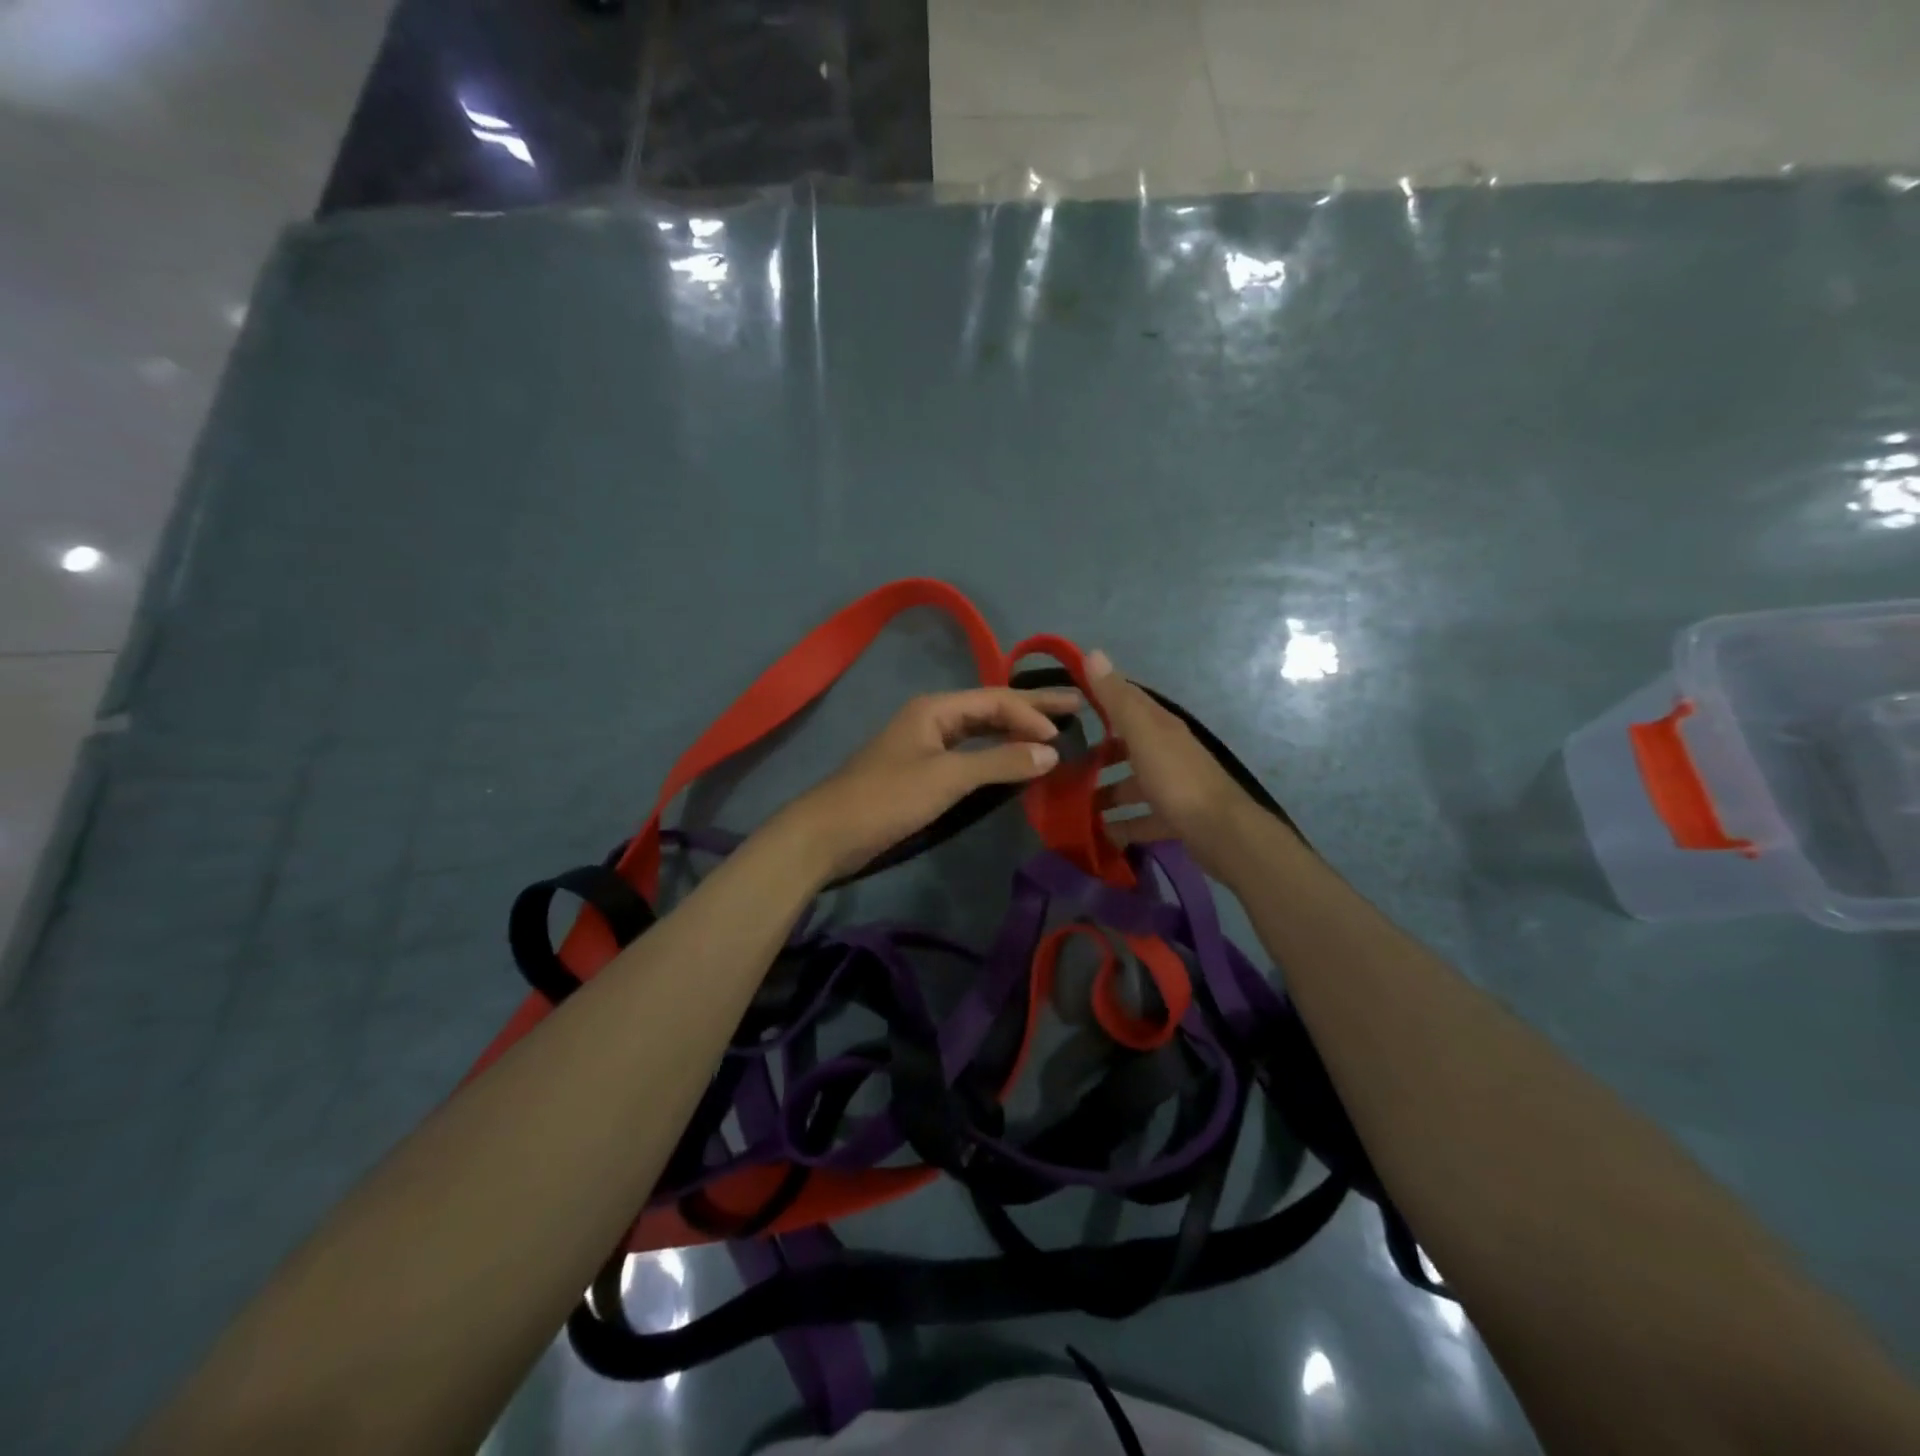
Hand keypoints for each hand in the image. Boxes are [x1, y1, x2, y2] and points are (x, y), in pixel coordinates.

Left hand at [781, 686, 1081, 879]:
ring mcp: (926, 744)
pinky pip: (969, 753)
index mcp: (936, 708)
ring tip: (1053, 733)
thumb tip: (1051, 752)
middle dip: (1031, 709)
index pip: (996, 700)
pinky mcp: (923, 771)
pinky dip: (994, 755)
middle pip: (990, 708)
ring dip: (1014, 731)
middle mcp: (933, 718)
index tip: (1067, 732)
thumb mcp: (946, 777)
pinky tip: (1013, 762)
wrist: (828, 833)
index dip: (1033, 713)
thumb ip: (999, 762)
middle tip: (1076, 708)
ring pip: (979, 730)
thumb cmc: (887, 798)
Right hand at [1087, 650, 1256, 878]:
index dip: (1100, 696)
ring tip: (1071, 806)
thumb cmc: (1176, 779)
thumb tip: (1093, 653)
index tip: (1067, 700)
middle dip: (1096, 755)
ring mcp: (1172, 787)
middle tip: (1061, 766)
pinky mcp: (1174, 818)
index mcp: (1160, 727)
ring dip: (1105, 794)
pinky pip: (1141, 819)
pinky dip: (1121, 826)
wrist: (1221, 832)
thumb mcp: (1143, 734)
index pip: (1127, 701)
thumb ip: (1117, 699)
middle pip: (1126, 747)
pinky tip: (1099, 835)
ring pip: (1131, 786)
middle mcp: (1167, 752)